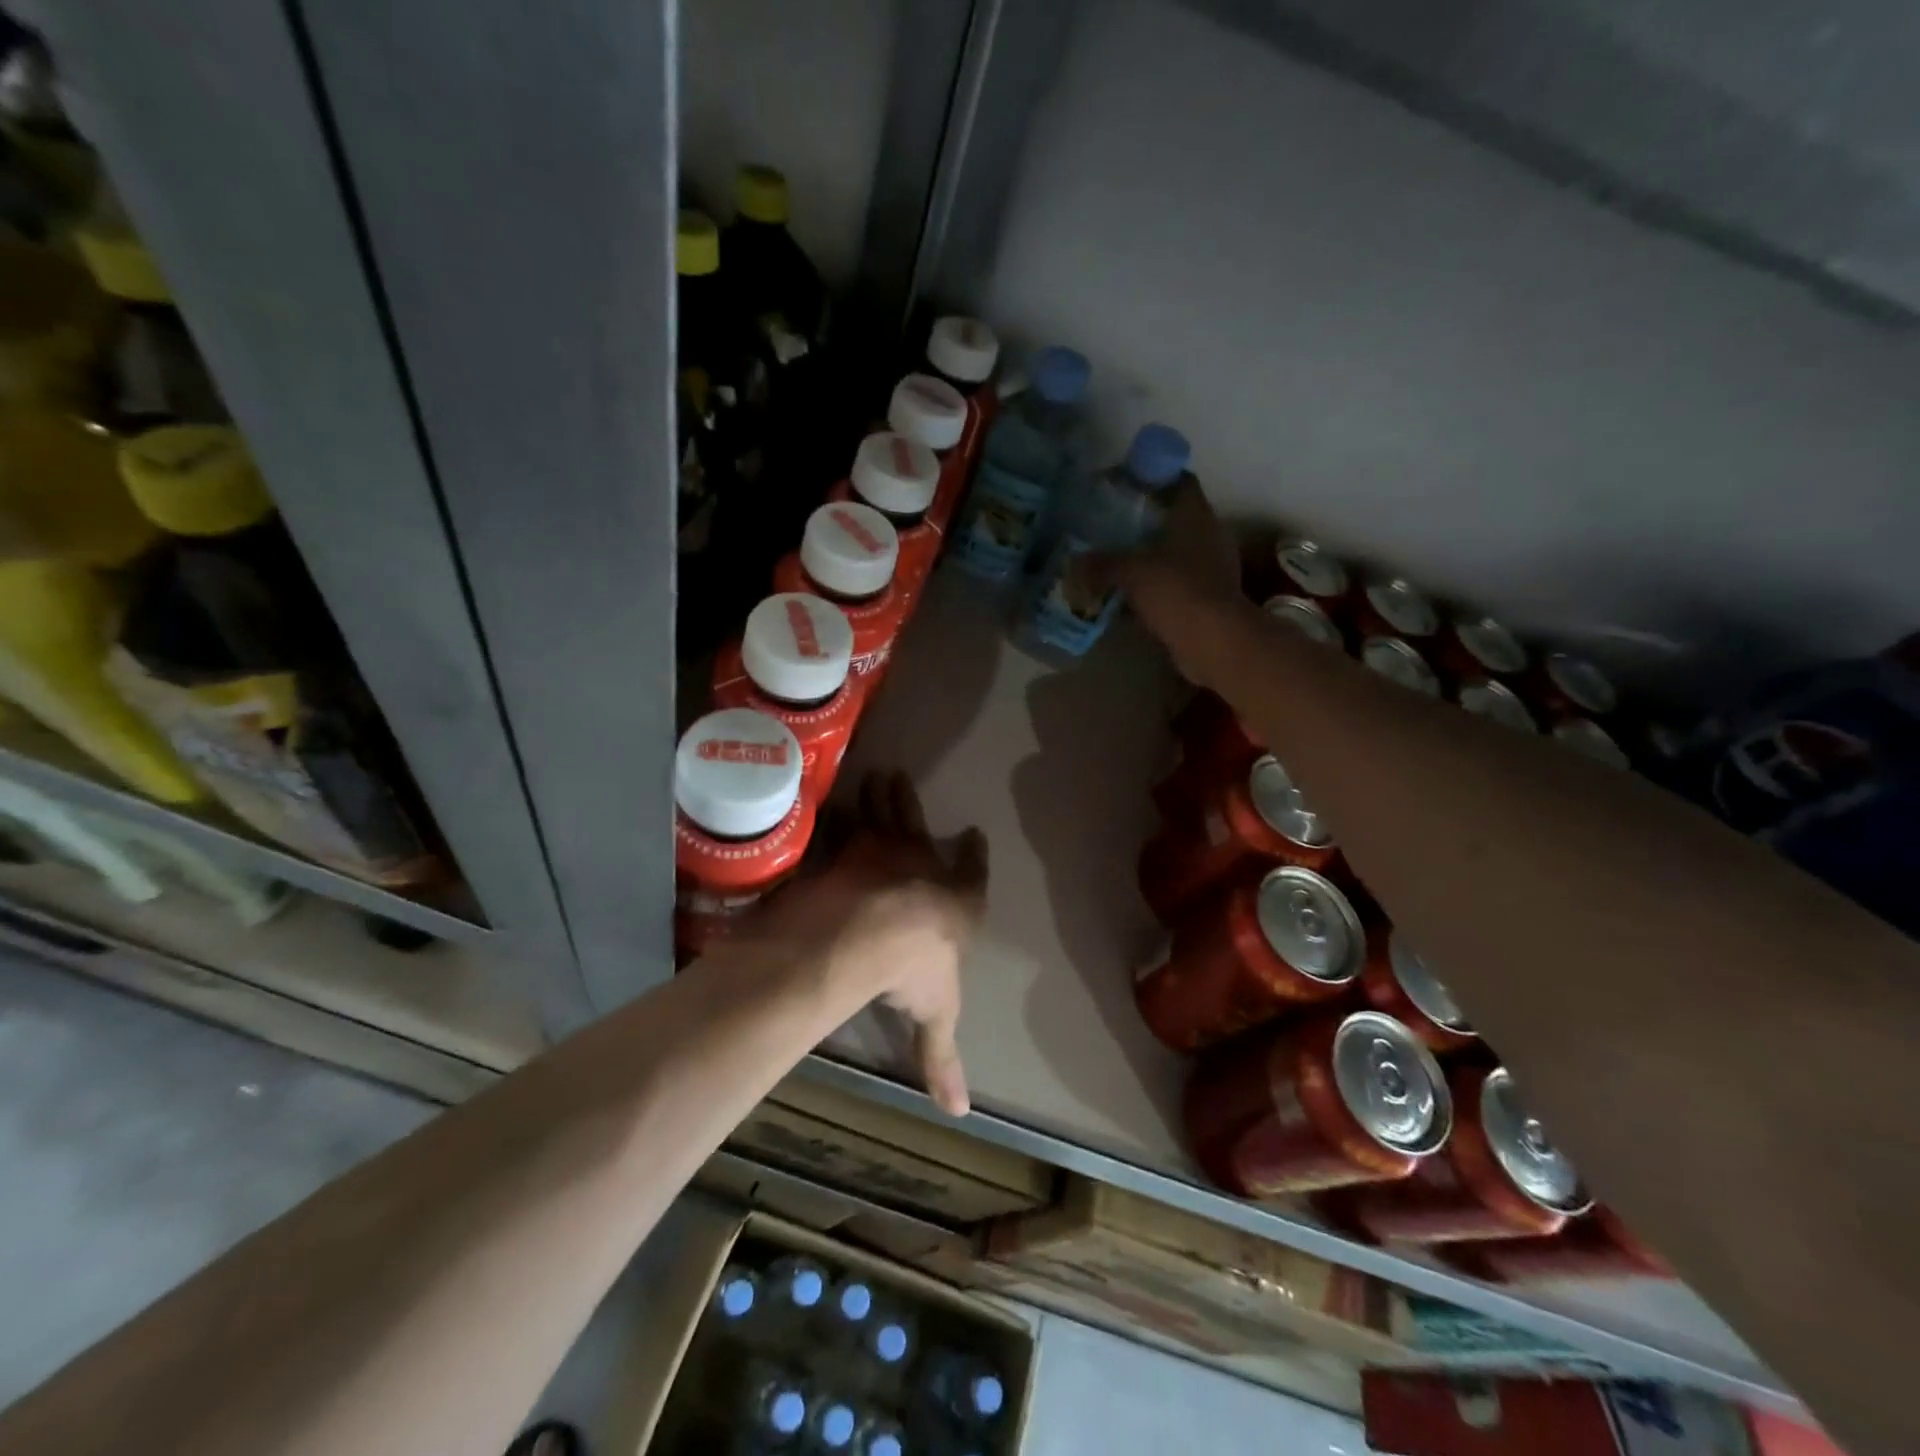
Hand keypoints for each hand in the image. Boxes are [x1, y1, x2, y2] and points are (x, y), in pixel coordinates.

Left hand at [761, 772, 987, 1115]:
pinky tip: (825, 802)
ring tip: (876, 775)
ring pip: (885, 813)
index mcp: (956, 902)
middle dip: (912, 806)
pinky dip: (835, 814)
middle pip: (920, 828)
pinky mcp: (847, 846)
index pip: (972, 874)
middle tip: (902, 780)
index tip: (974, 835)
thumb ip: (941, 1058)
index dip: (974, 857)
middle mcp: (923, 867)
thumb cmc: (917, 971)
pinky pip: (841, 824)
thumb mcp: (936, 1017)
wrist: (874, 931)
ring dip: (881, 796)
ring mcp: (883, 850)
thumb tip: (960, 1113)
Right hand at [1081, 478, 1245, 681]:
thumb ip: (1101, 564)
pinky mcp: (1207, 598)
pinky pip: (1175, 583)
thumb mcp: (1131, 573)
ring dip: (1150, 556)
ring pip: (1175, 552)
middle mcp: (1208, 536)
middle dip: (1145, 521)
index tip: (1125, 484)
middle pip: (1175, 518)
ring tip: (1116, 560)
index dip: (1154, 477)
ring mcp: (1211, 569)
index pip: (1180, 481)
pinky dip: (1155, 586)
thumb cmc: (1177, 592)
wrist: (1215, 642)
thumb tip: (1072, 564)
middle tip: (1111, 524)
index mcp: (1196, 516)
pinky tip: (1130, 595)